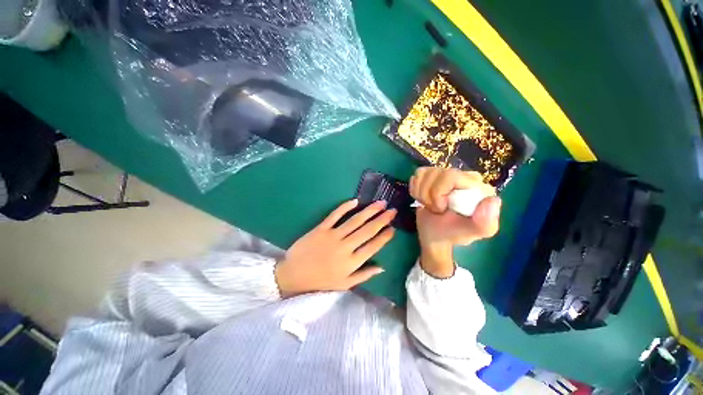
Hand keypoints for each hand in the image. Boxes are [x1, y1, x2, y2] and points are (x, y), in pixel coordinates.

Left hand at [275, 199, 395, 296]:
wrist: (293, 275)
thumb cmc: (320, 281)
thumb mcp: (344, 284)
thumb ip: (364, 275)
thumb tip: (382, 268)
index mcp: (351, 262)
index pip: (373, 246)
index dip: (384, 236)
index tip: (393, 228)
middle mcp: (345, 247)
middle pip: (367, 231)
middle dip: (382, 220)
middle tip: (392, 210)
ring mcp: (333, 236)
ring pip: (355, 221)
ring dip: (369, 211)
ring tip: (381, 203)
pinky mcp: (321, 228)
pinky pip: (335, 215)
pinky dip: (345, 207)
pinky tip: (355, 201)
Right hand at [409, 167, 501, 277]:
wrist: (433, 235)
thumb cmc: (452, 233)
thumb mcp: (472, 233)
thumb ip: (485, 222)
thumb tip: (493, 199)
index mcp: (477, 186)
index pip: (451, 176)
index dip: (438, 193)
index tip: (441, 209)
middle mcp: (462, 176)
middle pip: (435, 173)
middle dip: (428, 195)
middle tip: (435, 209)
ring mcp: (445, 174)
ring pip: (423, 173)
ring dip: (421, 194)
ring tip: (429, 205)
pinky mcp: (431, 176)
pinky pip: (417, 174)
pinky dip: (415, 190)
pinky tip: (423, 199)